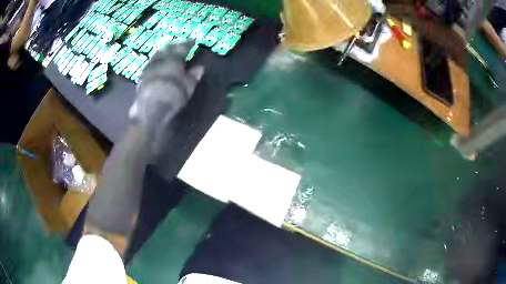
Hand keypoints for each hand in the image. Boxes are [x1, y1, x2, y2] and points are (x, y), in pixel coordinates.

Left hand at [129, 41, 203, 138]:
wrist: (149, 109)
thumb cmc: (172, 95)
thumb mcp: (188, 87)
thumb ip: (194, 75)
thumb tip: (200, 67)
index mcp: (173, 58)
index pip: (182, 47)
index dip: (188, 43)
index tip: (193, 40)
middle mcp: (160, 59)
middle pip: (167, 48)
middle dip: (174, 45)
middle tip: (179, 45)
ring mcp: (149, 67)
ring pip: (157, 55)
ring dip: (163, 52)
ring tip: (167, 53)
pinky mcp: (141, 77)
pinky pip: (151, 64)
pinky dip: (156, 62)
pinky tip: (157, 66)